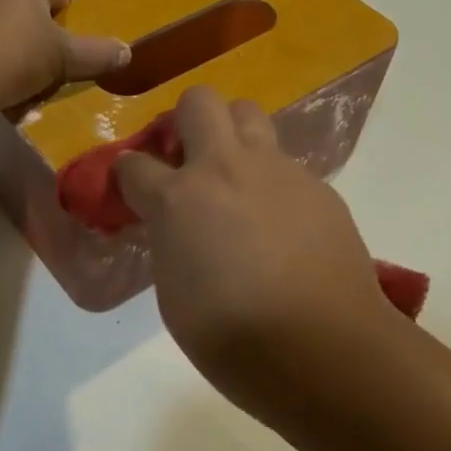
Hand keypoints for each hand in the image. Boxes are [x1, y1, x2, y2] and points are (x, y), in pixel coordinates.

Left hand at [0, 0, 129, 111]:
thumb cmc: (14, 58)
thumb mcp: (64, 59)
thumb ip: (98, 54)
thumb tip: (127, 52)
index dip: (63, 31)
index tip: (55, 58)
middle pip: (27, 6)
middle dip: (34, 35)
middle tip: (34, 70)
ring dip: (6, 44)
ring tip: (5, 79)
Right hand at [114, 86, 395, 420]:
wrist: (324, 349)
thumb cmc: (233, 338)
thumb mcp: (173, 293)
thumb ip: (170, 241)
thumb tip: (179, 225)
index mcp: (179, 198)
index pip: (133, 164)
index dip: (126, 176)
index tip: (132, 192)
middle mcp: (226, 167)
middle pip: (199, 100)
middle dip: (186, 122)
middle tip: (189, 163)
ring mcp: (278, 170)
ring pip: (250, 116)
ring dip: (234, 137)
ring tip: (237, 183)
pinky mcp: (318, 185)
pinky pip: (286, 164)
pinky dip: (273, 182)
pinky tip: (283, 226)